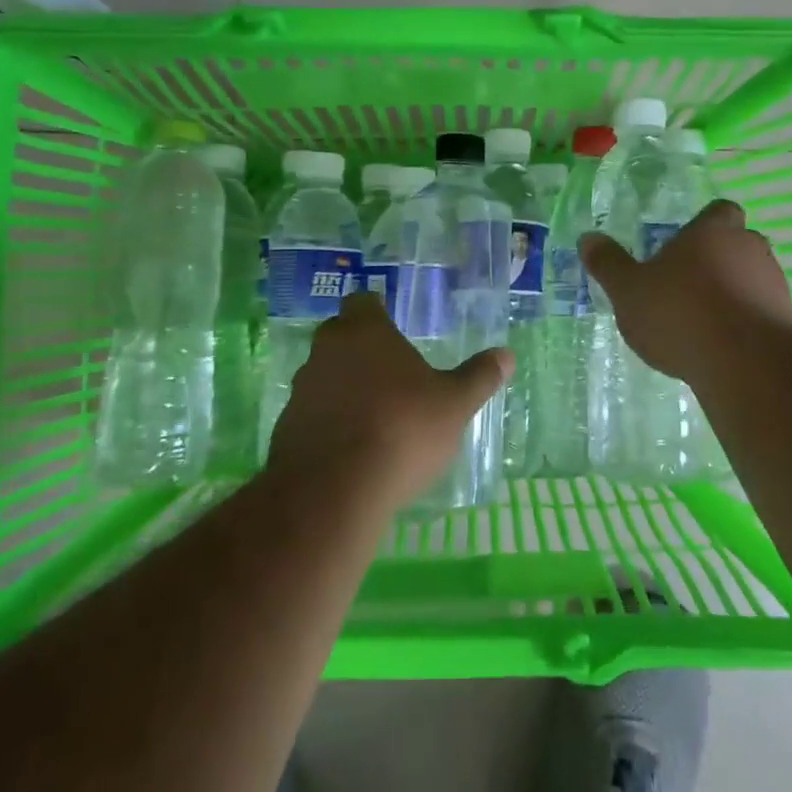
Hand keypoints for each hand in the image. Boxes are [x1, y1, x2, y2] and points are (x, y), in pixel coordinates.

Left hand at [268, 292, 512, 510]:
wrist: (333, 489)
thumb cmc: (402, 429)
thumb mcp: (454, 404)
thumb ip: (478, 377)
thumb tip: (506, 355)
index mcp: (365, 332)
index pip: (363, 302)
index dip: (376, 310)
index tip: (391, 324)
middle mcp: (326, 351)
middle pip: (339, 336)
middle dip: (360, 348)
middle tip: (389, 370)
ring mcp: (301, 390)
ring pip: (323, 375)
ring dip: (343, 387)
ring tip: (374, 413)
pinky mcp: (285, 428)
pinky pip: (312, 414)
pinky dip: (329, 422)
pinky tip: (351, 447)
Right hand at [580, 199, 791, 382]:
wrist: (745, 364)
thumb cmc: (680, 313)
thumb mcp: (629, 291)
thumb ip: (609, 264)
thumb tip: (588, 238)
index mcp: (712, 232)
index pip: (719, 211)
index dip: (704, 224)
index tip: (685, 244)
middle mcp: (749, 248)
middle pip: (737, 244)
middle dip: (716, 261)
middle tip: (687, 285)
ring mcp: (774, 284)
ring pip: (752, 278)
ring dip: (732, 293)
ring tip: (702, 321)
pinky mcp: (787, 321)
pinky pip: (762, 312)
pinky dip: (744, 323)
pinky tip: (721, 346)